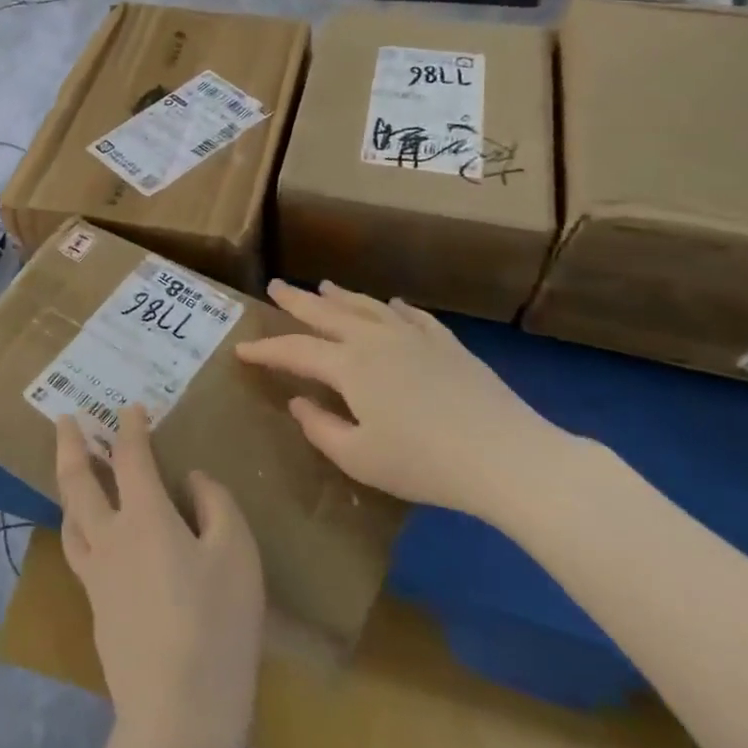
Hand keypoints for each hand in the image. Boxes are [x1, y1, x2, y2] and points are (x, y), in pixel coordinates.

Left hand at [54, 411, 263, 747]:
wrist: (177, 716)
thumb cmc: (216, 627)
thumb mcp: (236, 556)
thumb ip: (216, 505)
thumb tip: (192, 479)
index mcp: (144, 517)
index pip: (130, 457)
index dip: (131, 427)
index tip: (131, 407)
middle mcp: (110, 537)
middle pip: (77, 480)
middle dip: (69, 444)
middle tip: (64, 419)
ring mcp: (96, 575)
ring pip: (69, 516)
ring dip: (68, 485)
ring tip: (72, 471)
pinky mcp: (95, 608)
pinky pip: (79, 550)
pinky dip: (79, 524)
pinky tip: (92, 533)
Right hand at [234, 281, 566, 518]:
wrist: (506, 455)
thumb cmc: (424, 463)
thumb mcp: (359, 458)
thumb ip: (321, 428)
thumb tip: (298, 402)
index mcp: (349, 365)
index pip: (295, 350)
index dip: (265, 349)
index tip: (241, 348)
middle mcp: (375, 339)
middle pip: (327, 312)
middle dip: (297, 301)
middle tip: (275, 286)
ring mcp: (414, 337)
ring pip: (368, 306)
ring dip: (341, 295)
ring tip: (324, 285)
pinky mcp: (446, 344)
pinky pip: (414, 316)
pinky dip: (395, 307)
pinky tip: (392, 303)